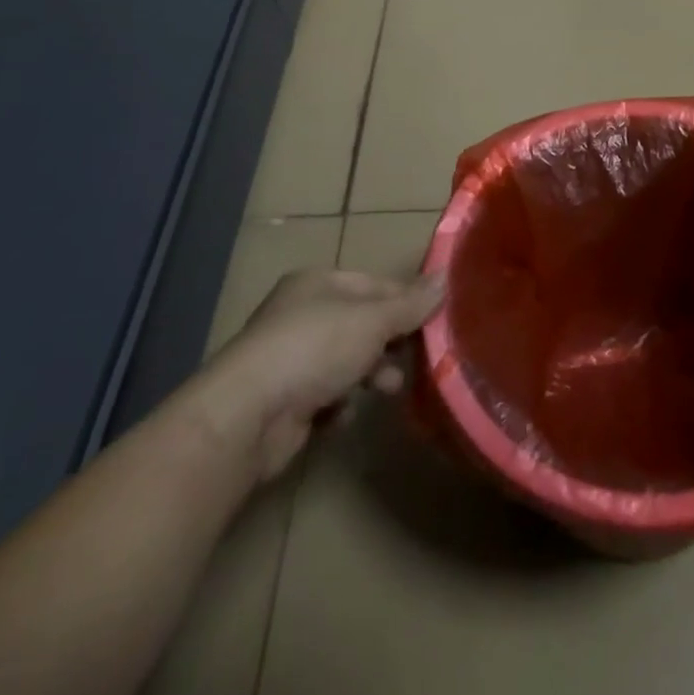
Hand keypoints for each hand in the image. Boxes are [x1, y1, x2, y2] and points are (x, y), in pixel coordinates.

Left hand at [191, 268, 444, 481]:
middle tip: (418, 359)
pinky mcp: (284, 400)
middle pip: (362, 323)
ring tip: (387, 390)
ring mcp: (290, 357)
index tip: (437, 321)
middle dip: (390, 342)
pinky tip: (344, 413)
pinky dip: (340, 404)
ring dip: (370, 374)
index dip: (408, 301)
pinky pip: (326, 396)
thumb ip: (411, 303)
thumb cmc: (314, 349)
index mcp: (318, 282)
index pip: (376, 284)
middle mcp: (302, 313)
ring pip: (346, 360)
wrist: (247, 417)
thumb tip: (446, 277)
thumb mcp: (373, 320)